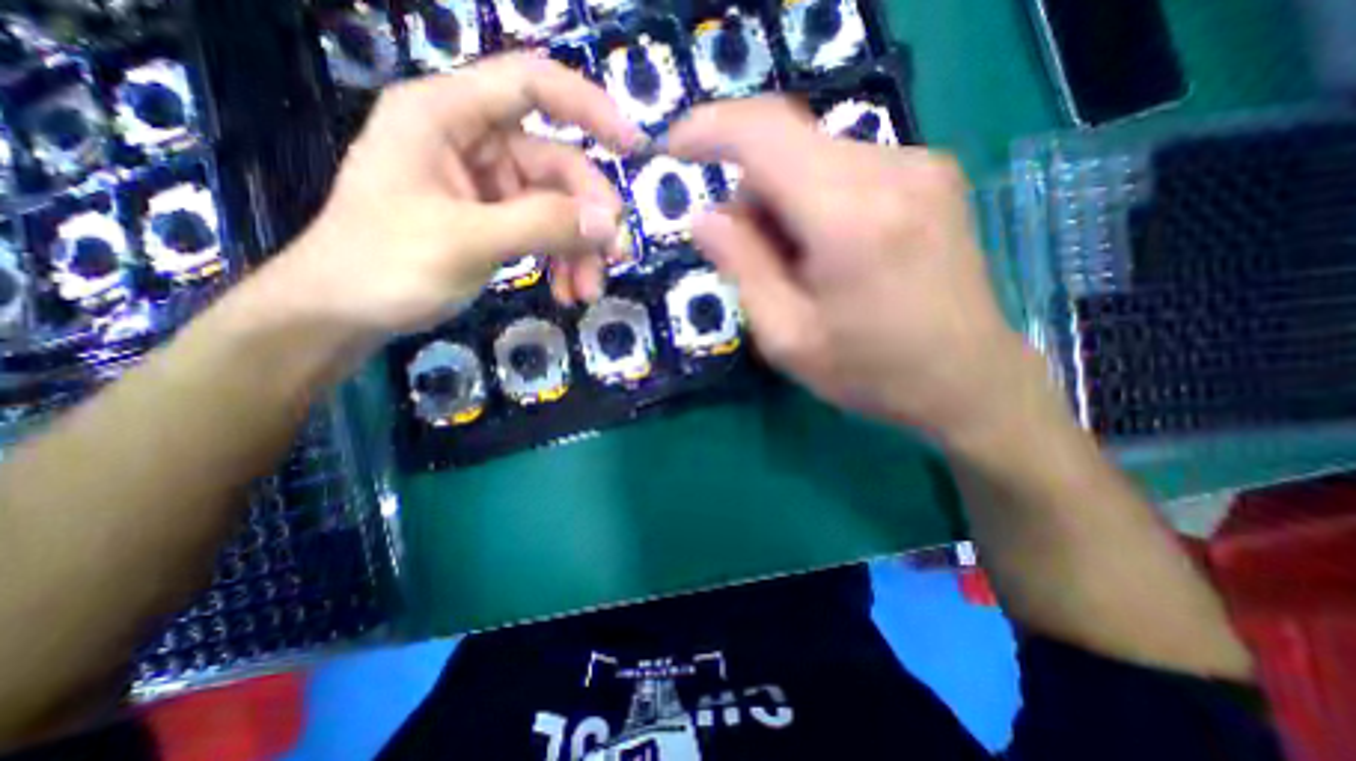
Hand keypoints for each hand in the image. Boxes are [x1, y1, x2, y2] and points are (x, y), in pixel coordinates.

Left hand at [269, 49, 643, 337]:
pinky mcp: (497, 222)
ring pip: (559, 208)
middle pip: (558, 166)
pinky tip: (566, 293)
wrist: (346, 312)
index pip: (530, 85)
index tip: (633, 148)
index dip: (588, 107)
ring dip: (580, 251)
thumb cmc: (385, 264)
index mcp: (448, 116)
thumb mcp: (464, 241)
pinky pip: (546, 234)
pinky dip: (563, 263)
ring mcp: (489, 187)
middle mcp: (474, 144)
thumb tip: (607, 223)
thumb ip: (539, 225)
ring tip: (587, 292)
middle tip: (615, 258)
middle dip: (589, 218)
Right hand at [671, 97, 1039, 446]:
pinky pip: (847, 167)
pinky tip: (833, 250)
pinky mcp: (932, 175)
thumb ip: (741, 268)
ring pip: (815, 157)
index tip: (674, 146)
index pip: (765, 134)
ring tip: (800, 264)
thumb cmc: (871, 371)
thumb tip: (704, 217)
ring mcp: (921, 166)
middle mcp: (892, 171)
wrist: (969, 380)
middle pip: (788, 146)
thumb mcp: (787, 337)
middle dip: (752, 194)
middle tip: (754, 258)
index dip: (709, 130)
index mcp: (850, 217)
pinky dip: (818, 199)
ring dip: (786, 200)